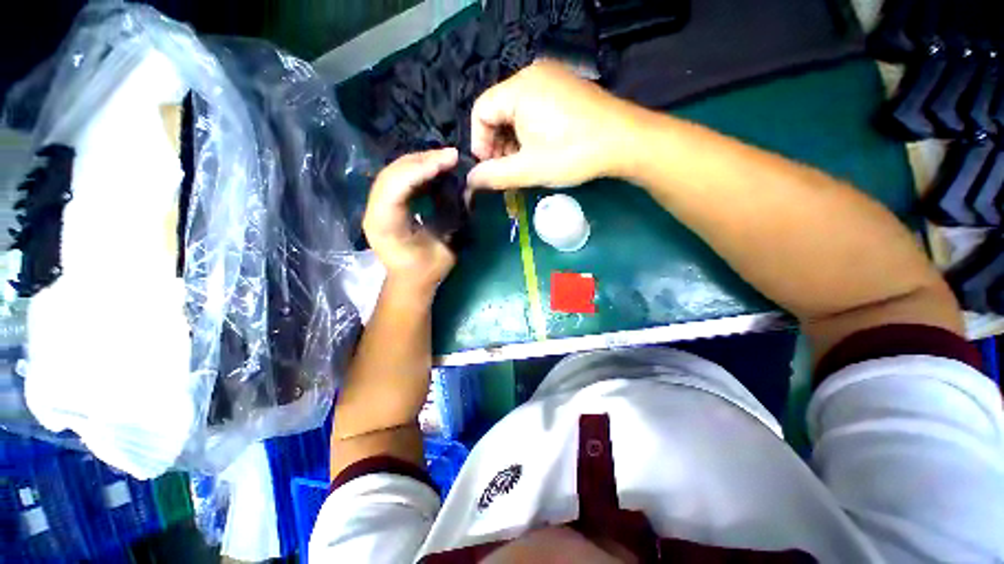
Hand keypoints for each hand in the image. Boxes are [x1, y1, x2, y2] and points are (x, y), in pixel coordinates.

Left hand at [364, 149, 458, 296]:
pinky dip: (416, 170)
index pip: (396, 186)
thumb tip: (462, 191)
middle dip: (422, 159)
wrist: (408, 282)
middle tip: (450, 155)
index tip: (449, 159)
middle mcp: (374, 211)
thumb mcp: (444, 248)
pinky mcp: (383, 204)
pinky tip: (433, 168)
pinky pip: (397, 179)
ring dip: (419, 162)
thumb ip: (450, 219)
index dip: (422, 168)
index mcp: (385, 225)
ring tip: (444, 158)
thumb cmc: (427, 271)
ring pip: (393, 172)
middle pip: (392, 173)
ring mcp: (376, 206)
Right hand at [467, 59, 638, 189]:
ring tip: (524, 164)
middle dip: (497, 144)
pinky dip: (529, 131)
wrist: (625, 141)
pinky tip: (539, 150)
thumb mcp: (529, 169)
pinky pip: (534, 108)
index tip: (489, 168)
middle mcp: (532, 74)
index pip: (480, 111)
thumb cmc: (573, 153)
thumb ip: (494, 176)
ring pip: (516, 111)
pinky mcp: (565, 88)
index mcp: (519, 88)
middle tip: (507, 170)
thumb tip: (470, 181)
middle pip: (498, 110)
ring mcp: (552, 78)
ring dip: (513, 140)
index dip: (479, 143)